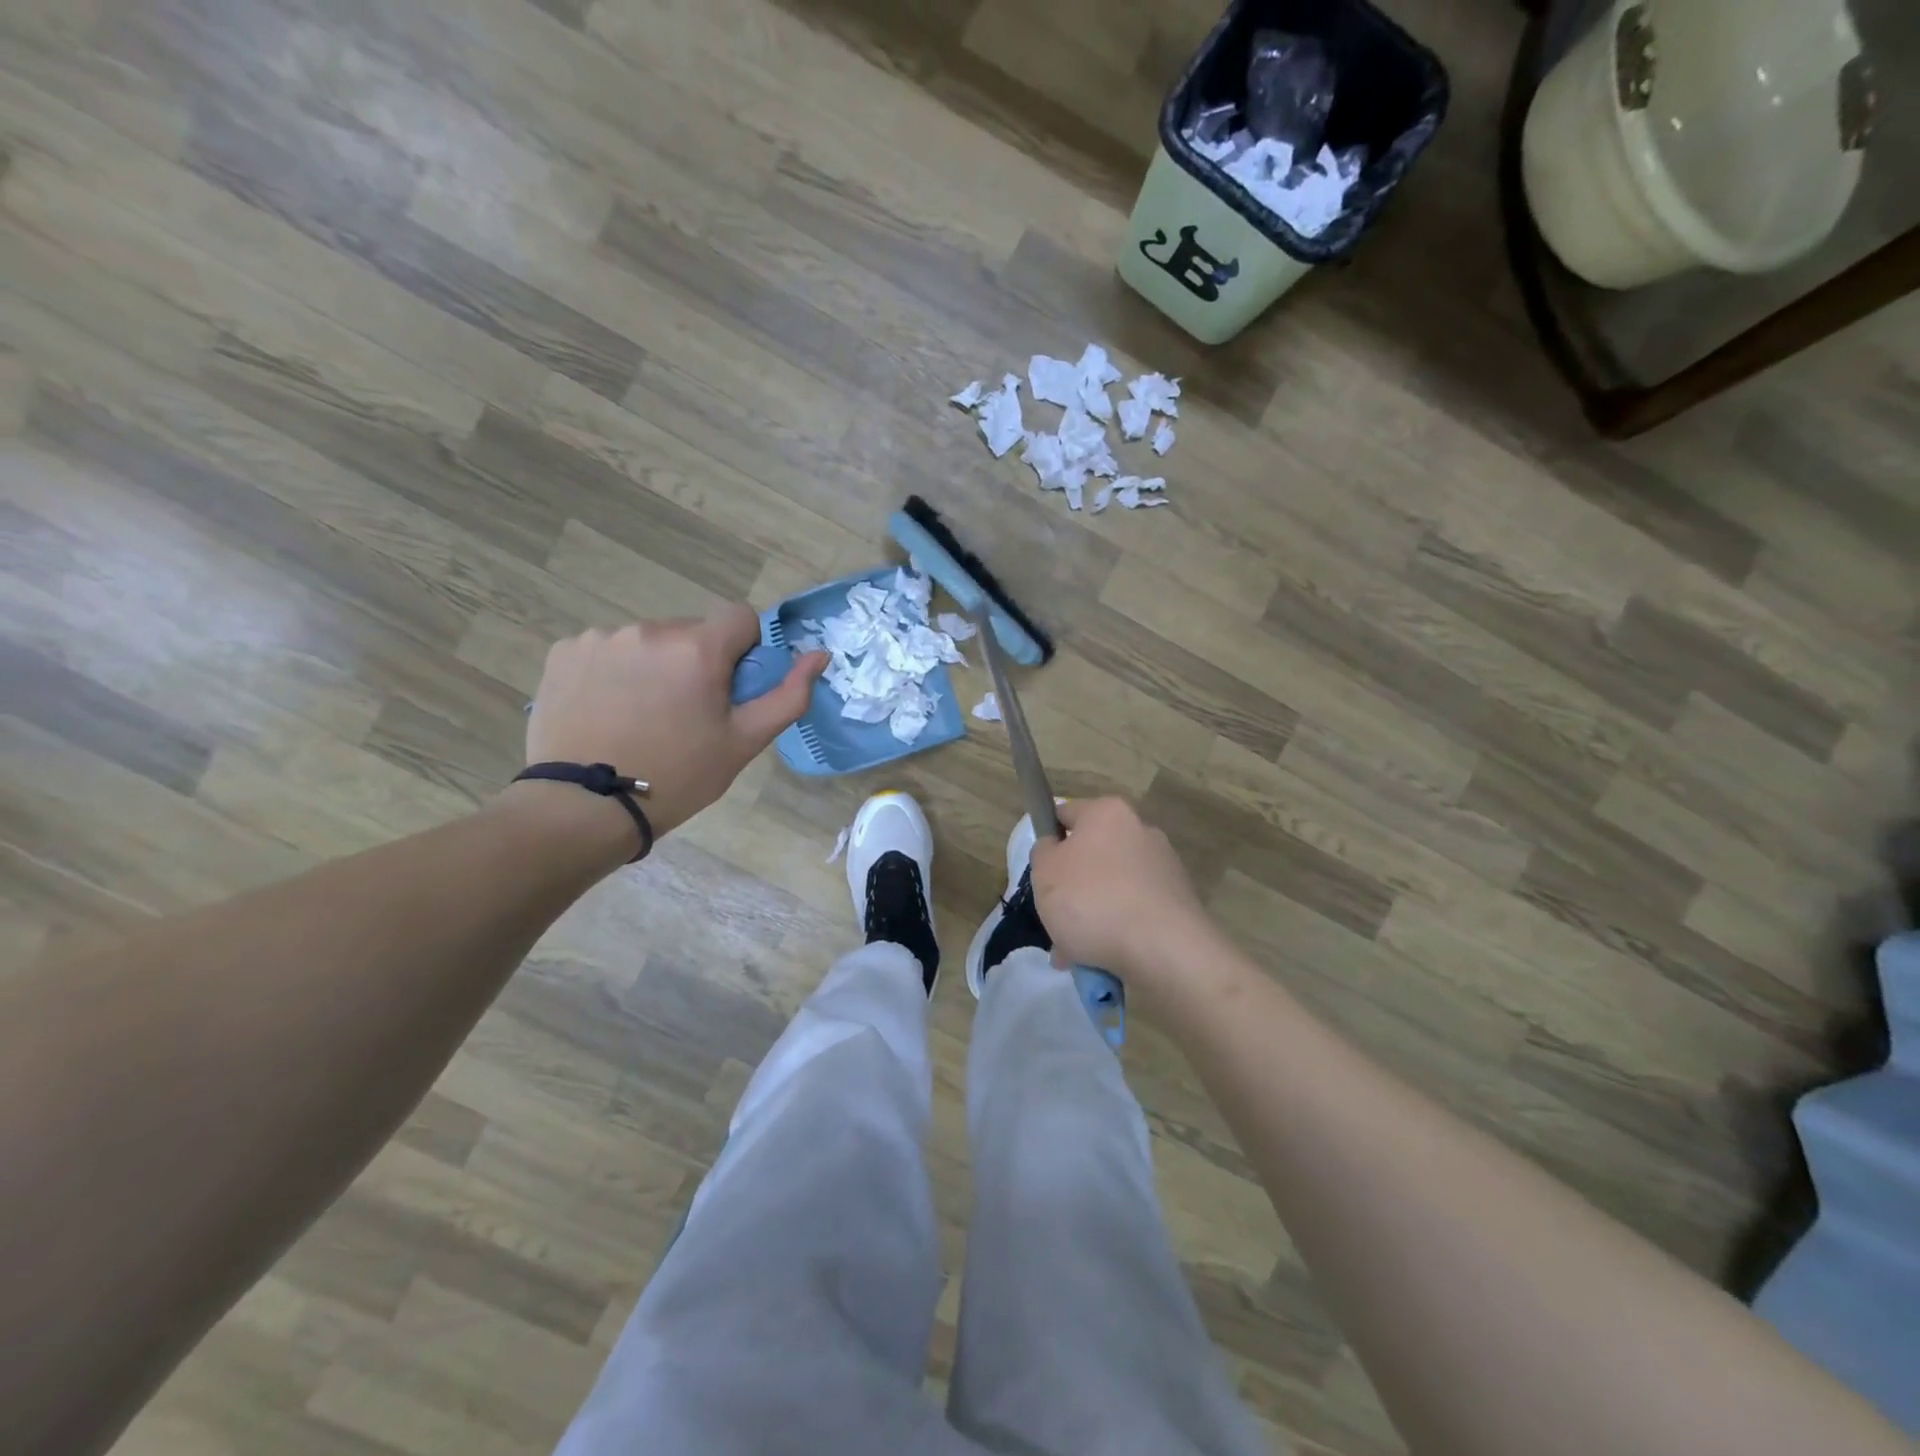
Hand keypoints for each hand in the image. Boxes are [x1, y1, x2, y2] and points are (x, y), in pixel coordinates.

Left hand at [525, 607, 826, 840]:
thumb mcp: (744, 742)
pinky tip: (608, 710)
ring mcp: (602, 638)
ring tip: (641, 716)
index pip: (741, 618)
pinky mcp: (564, 651)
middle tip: (685, 714)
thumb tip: (819, 655)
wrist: (586, 807)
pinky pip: (607, 650)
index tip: (730, 689)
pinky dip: (614, 672)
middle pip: (692, 632)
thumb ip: (788, 695)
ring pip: (649, 641)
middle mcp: (650, 629)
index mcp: (698, 648)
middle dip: (697, 662)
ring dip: (655, 666)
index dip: (744, 650)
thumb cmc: (678, 776)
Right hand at [1029, 797, 1214, 988]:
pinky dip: (1119, 928)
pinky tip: (1104, 957)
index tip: (1041, 873)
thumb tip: (1055, 847)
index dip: (1048, 841)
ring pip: (1112, 887)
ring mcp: (1164, 866)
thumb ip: (1043, 851)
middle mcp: (1141, 830)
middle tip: (1056, 920)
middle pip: (1091, 855)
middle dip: (1071, 889)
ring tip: (1077, 952)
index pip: (1065, 814)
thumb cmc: (1092, 900)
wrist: (1163, 949)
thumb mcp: (1044, 871)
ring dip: (1093, 914)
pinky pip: (1135, 910)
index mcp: (1107, 812)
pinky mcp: (1178, 900)